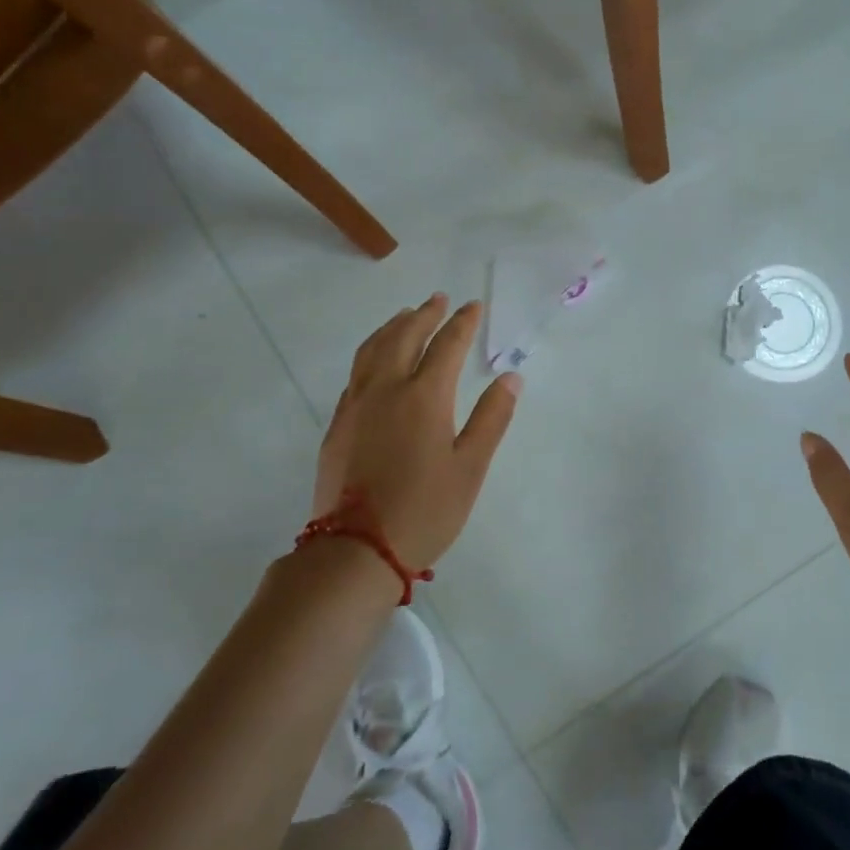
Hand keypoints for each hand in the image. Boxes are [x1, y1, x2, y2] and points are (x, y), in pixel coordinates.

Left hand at [312, 293, 520, 568]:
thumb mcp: (470, 468)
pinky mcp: (338, 424)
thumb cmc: (425, 511)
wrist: (356, 550)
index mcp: (424, 397)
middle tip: (438, 299)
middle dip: (424, 314)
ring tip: (405, 315)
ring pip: (373, 350)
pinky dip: (371, 352)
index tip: (472, 306)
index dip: (462, 323)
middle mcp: (386, 390)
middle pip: (404, 337)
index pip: (446, 345)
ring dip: (392, 327)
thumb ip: (492, 418)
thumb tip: (511, 377)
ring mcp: (356, 405)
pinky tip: (376, 360)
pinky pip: (356, 372)